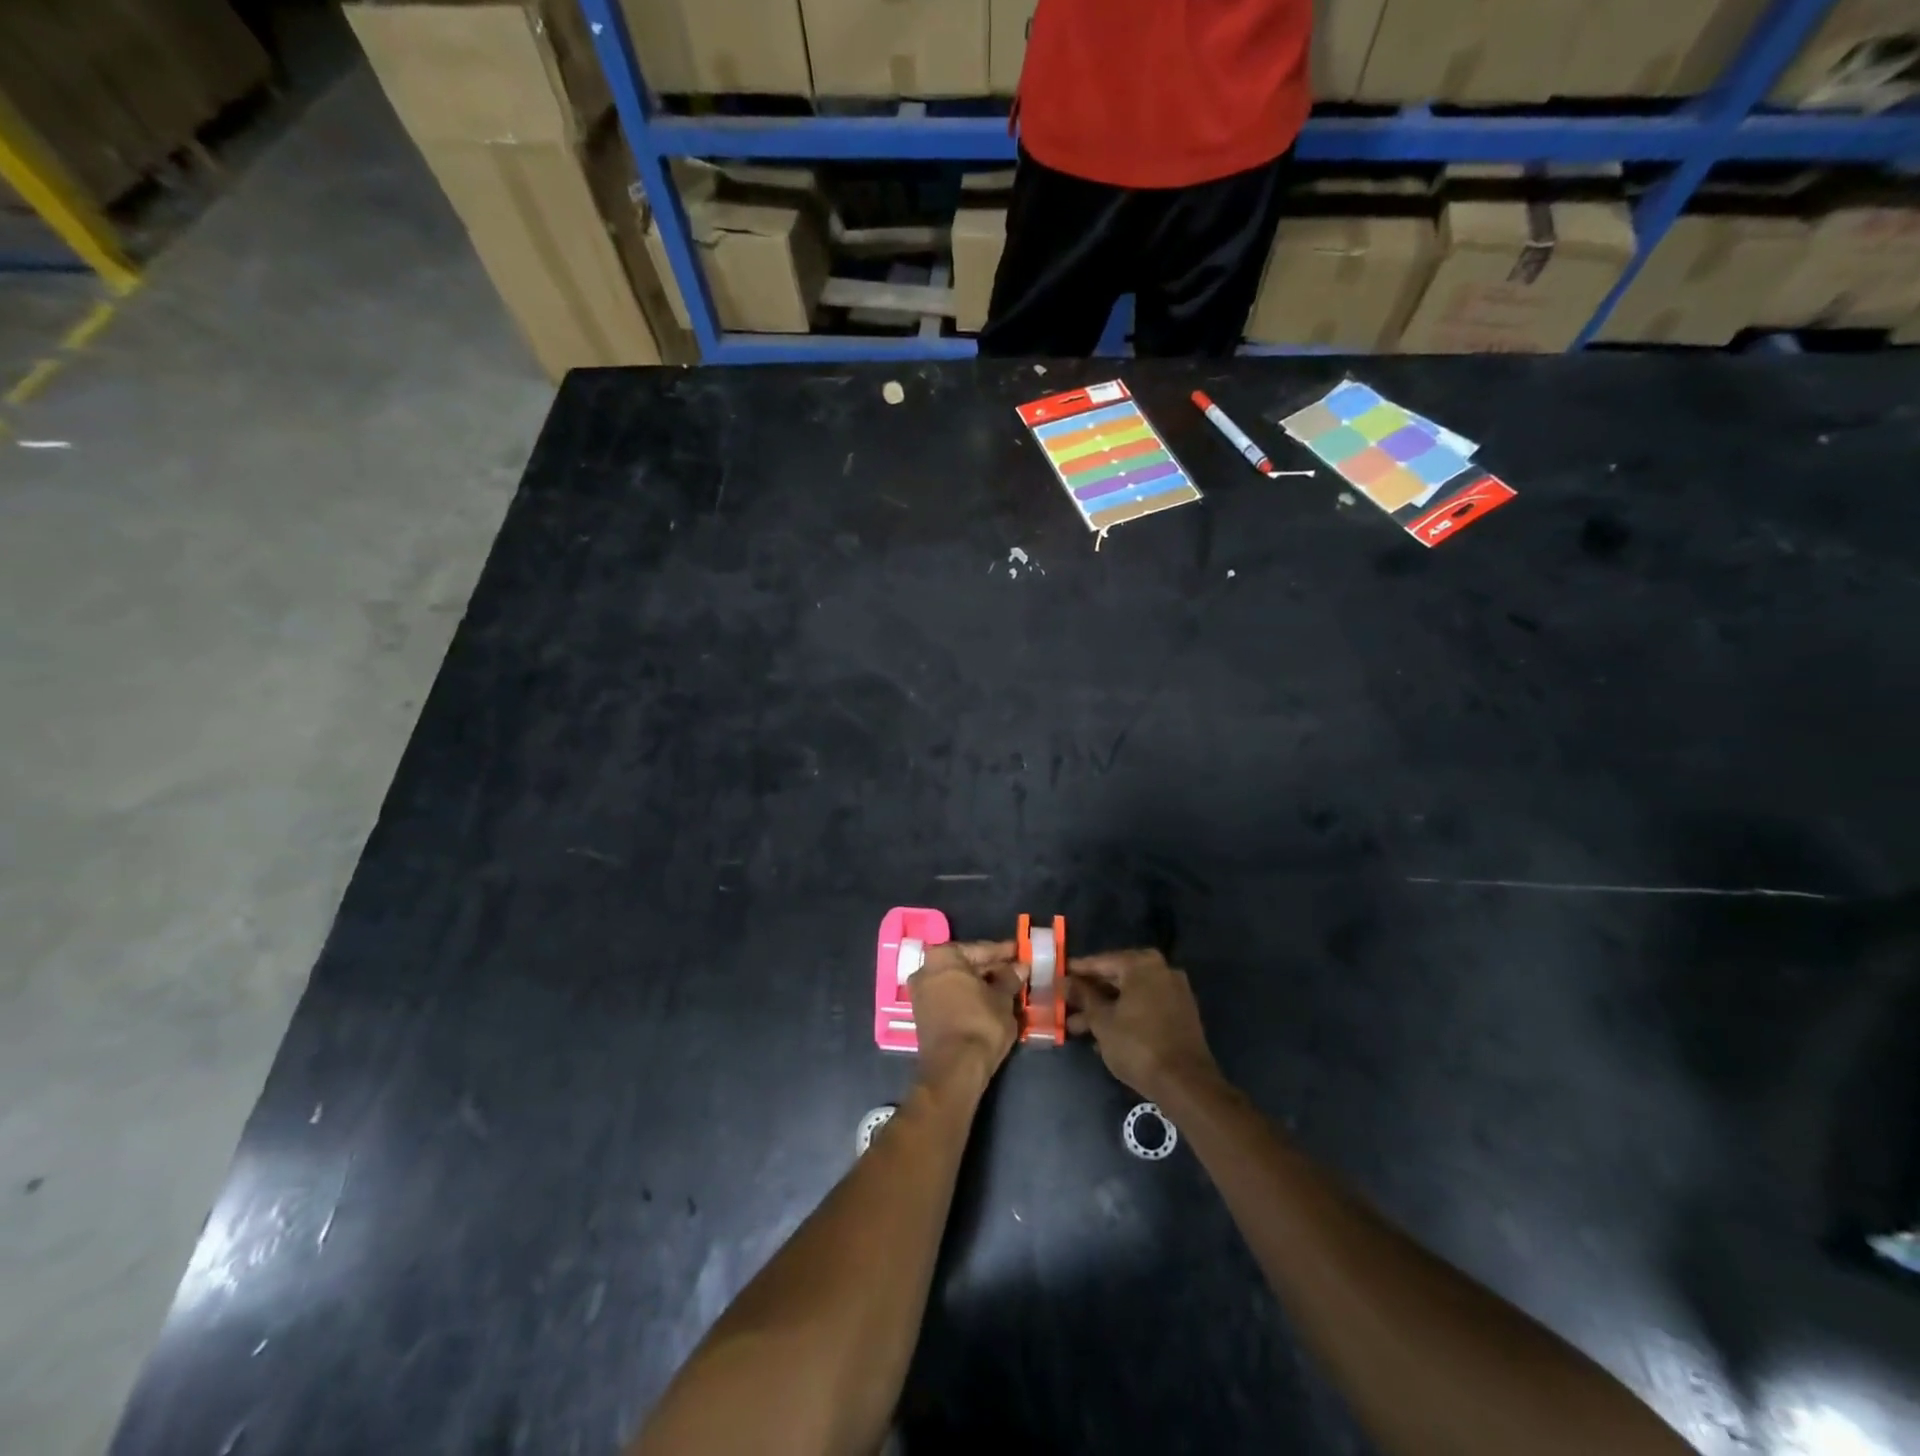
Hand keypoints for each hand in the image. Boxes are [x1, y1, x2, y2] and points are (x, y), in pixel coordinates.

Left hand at [909, 940, 1023, 1088]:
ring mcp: (921, 993)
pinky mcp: (923, 1015)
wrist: (954, 1069)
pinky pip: (951, 997)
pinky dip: (970, 998)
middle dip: (992, 969)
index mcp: (943, 957)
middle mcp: (926, 969)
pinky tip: (990, 1003)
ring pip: (959, 982)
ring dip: (981, 985)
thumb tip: (1019, 967)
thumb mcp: (1002, 999)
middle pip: (966, 965)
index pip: (980, 949)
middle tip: (1017, 971)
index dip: (1004, 952)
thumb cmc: (980, 1024)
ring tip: (1008, 988)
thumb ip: (1010, 978)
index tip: (1021, 952)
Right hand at [1066, 948, 1219, 1101]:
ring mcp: (1175, 992)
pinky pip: (1145, 1007)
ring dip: (1105, 1009)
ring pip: (1131, 995)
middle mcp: (1162, 970)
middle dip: (1090, 994)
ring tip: (1077, 1028)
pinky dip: (1125, 1016)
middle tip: (1066, 1005)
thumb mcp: (1102, 1020)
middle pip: (1117, 977)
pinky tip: (1104, 1036)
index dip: (1078, 971)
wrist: (1186, 1084)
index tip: (1058, 976)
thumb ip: (1084, 996)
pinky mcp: (1181, 1015)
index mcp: (1142, 964)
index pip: (1102, 961)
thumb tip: (1066, 981)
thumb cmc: (1137, 1045)